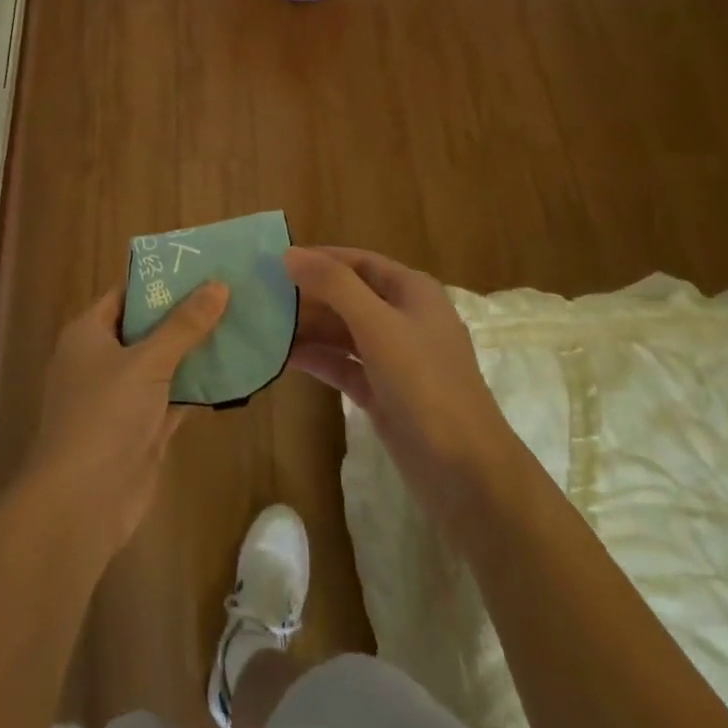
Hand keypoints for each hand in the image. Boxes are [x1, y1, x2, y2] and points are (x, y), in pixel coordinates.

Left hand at [19, 280, 228, 560]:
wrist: (82, 503)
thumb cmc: (104, 416)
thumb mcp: (146, 362)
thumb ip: (183, 325)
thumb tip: (218, 285)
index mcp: (88, 333)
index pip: (126, 293)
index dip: (161, 279)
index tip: (202, 265)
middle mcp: (102, 360)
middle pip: (147, 327)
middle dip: (186, 313)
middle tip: (231, 291)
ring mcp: (122, 397)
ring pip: (164, 363)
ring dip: (196, 350)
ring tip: (240, 322)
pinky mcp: (141, 429)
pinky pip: (173, 397)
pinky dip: (198, 386)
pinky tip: (233, 370)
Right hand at [285, 246, 513, 530]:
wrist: (467, 473)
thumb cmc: (426, 385)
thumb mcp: (378, 326)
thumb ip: (334, 286)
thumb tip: (290, 254)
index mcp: (412, 292)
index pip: (359, 262)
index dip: (320, 258)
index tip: (275, 260)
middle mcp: (404, 318)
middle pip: (348, 295)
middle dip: (308, 295)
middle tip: (260, 295)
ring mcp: (394, 358)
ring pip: (343, 332)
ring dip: (308, 328)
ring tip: (262, 326)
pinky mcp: (383, 393)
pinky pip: (343, 365)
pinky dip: (317, 359)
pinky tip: (282, 358)